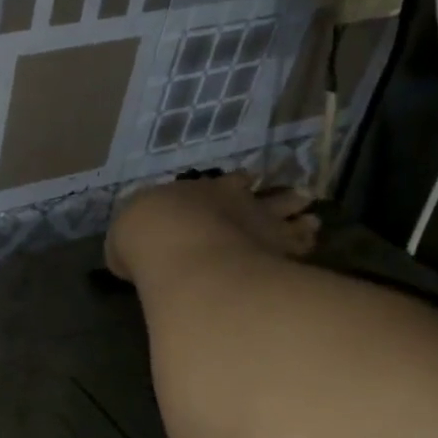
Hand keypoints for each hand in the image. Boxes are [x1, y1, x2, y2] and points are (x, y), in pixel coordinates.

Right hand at [106, 173, 318, 284]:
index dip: (239, 185)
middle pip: (267, 195)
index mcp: (202, 192)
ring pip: (291, 216)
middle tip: (296, 197)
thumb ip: (137, 242)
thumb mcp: (125, 238)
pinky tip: (311, 246)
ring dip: (301, 218)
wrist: (175, 249)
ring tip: (313, 220)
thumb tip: (132, 254)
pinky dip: (306, 244)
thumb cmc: (145, 238)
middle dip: (280, 197)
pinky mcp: (280, 251)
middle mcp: (238, 203)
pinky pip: (301, 245)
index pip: (230, 183)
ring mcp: (263, 225)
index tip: (249, 184)